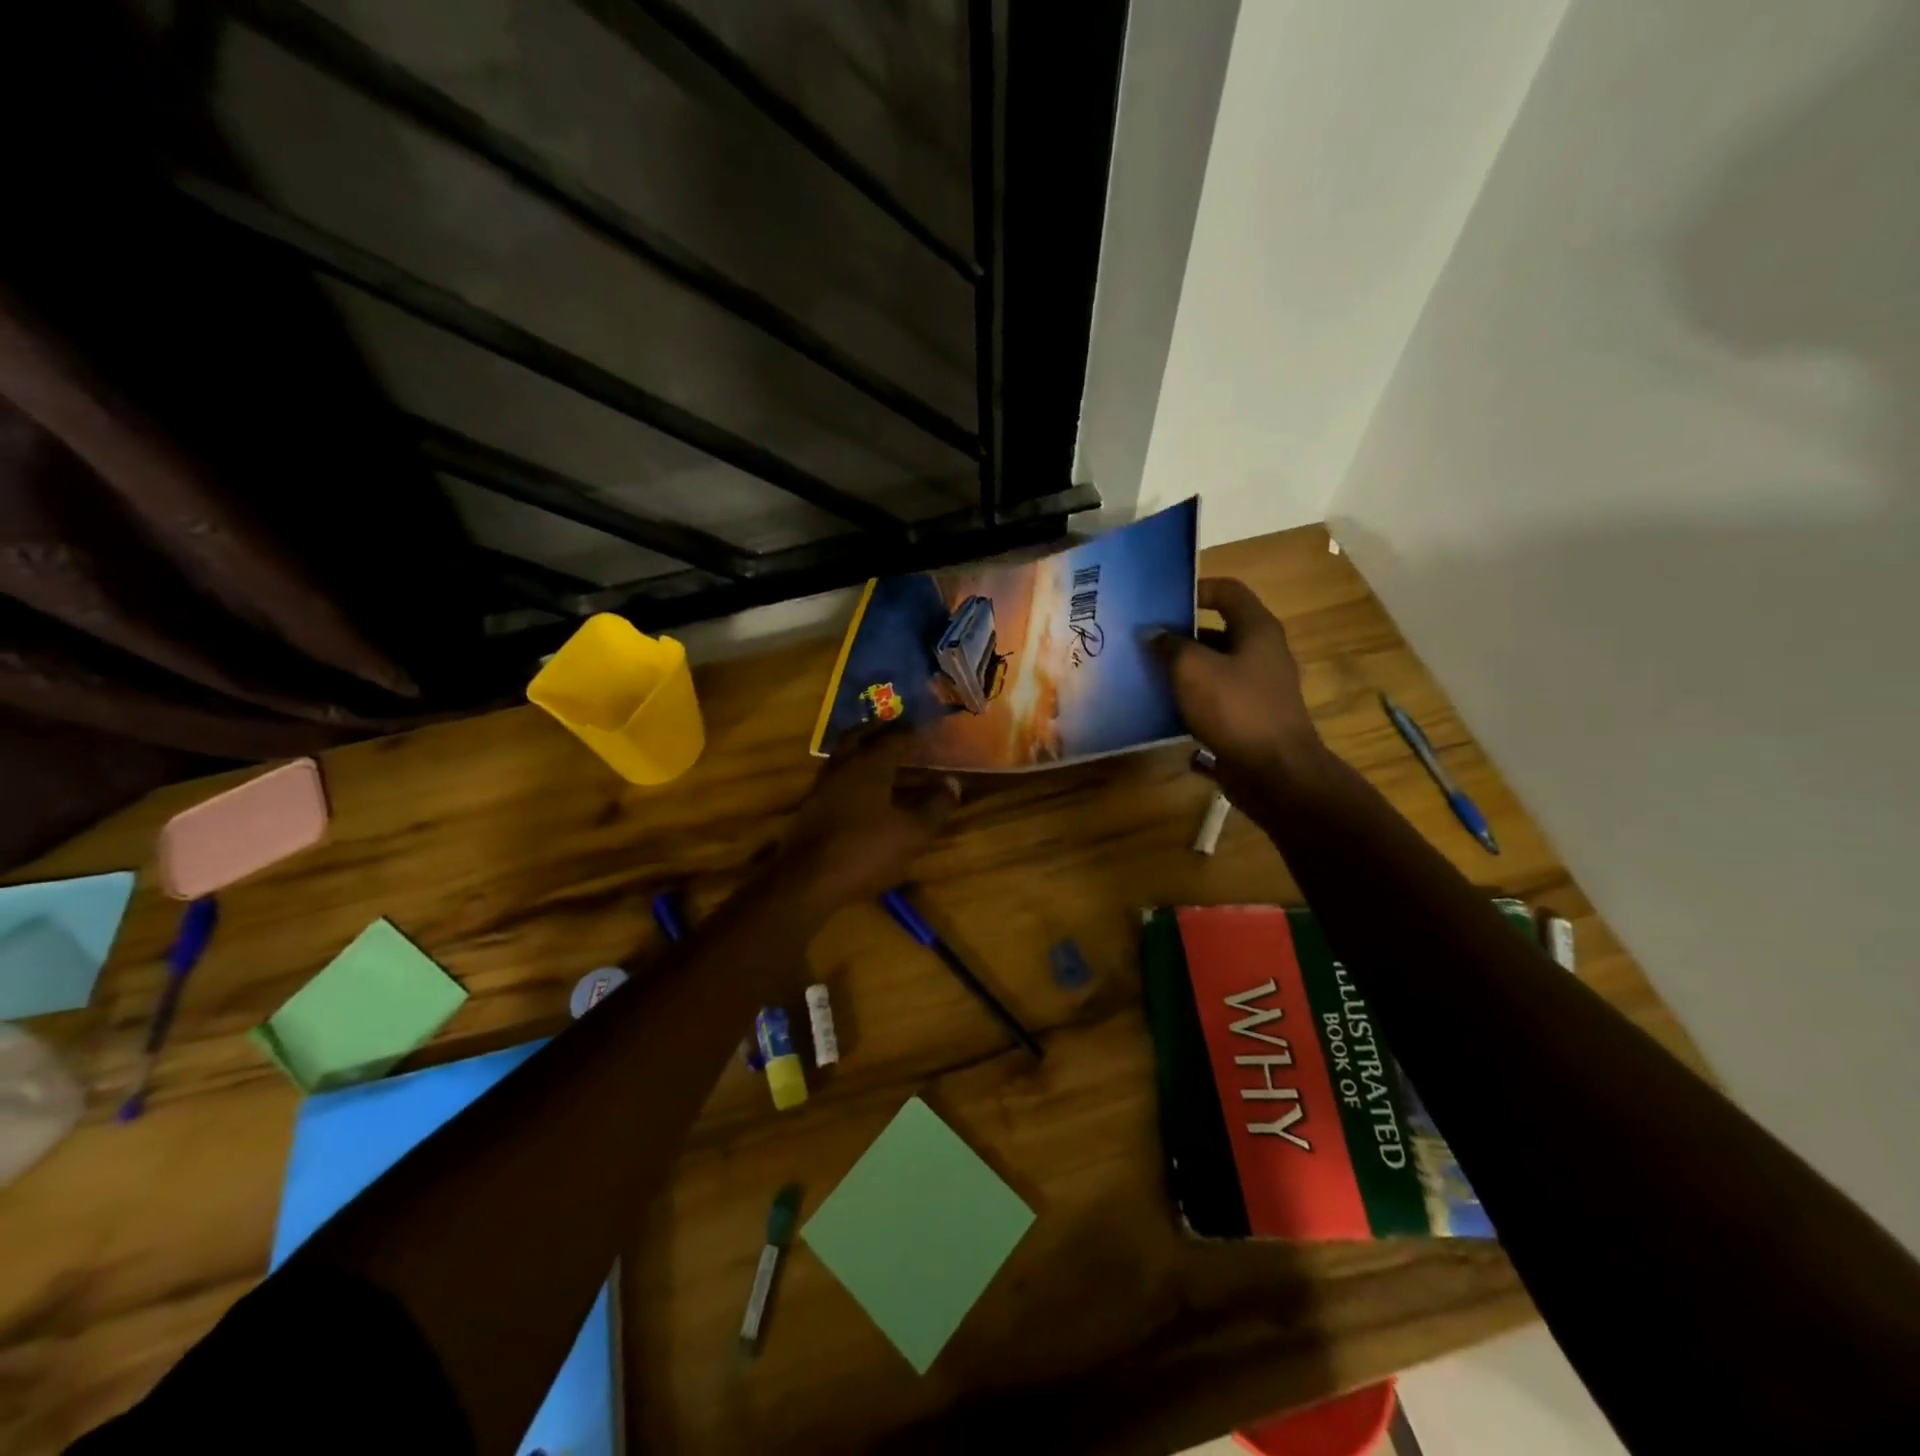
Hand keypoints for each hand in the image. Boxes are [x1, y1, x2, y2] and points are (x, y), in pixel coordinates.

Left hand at [773, 727, 960, 906]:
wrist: (807, 881)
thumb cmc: (865, 850)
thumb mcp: (912, 832)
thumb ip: (935, 806)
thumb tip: (952, 783)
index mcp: (869, 764)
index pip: (894, 737)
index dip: (912, 731)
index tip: (926, 726)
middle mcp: (843, 766)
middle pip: (859, 736)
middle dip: (878, 730)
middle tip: (895, 727)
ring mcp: (822, 786)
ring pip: (843, 756)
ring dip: (861, 749)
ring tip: (880, 755)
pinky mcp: (811, 807)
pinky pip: (836, 777)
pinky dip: (851, 774)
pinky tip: (861, 789)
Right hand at [1154, 578, 1322, 796]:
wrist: (1274, 772)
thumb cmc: (1235, 709)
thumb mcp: (1192, 669)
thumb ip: (1169, 646)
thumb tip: (1153, 633)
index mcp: (1257, 630)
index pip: (1227, 591)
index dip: (1195, 589)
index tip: (1161, 602)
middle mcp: (1262, 653)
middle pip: (1217, 630)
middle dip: (1180, 634)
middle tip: (1143, 640)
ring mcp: (1258, 687)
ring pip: (1214, 667)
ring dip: (1182, 669)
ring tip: (1145, 673)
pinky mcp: (1249, 718)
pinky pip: (1215, 699)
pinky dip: (1190, 699)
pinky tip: (1162, 709)